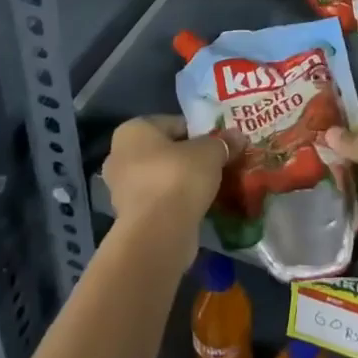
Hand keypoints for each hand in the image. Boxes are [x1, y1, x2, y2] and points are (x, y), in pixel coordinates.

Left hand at [100, 116, 227, 276]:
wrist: (158, 234)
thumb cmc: (179, 178)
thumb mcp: (210, 152)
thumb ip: (222, 142)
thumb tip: (237, 136)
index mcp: (133, 130)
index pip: (173, 123)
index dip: (200, 132)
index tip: (220, 144)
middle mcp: (120, 155)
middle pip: (166, 151)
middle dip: (190, 158)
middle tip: (218, 164)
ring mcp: (121, 189)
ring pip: (162, 177)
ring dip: (184, 181)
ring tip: (212, 186)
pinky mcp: (130, 217)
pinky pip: (160, 200)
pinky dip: (177, 201)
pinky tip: (199, 206)